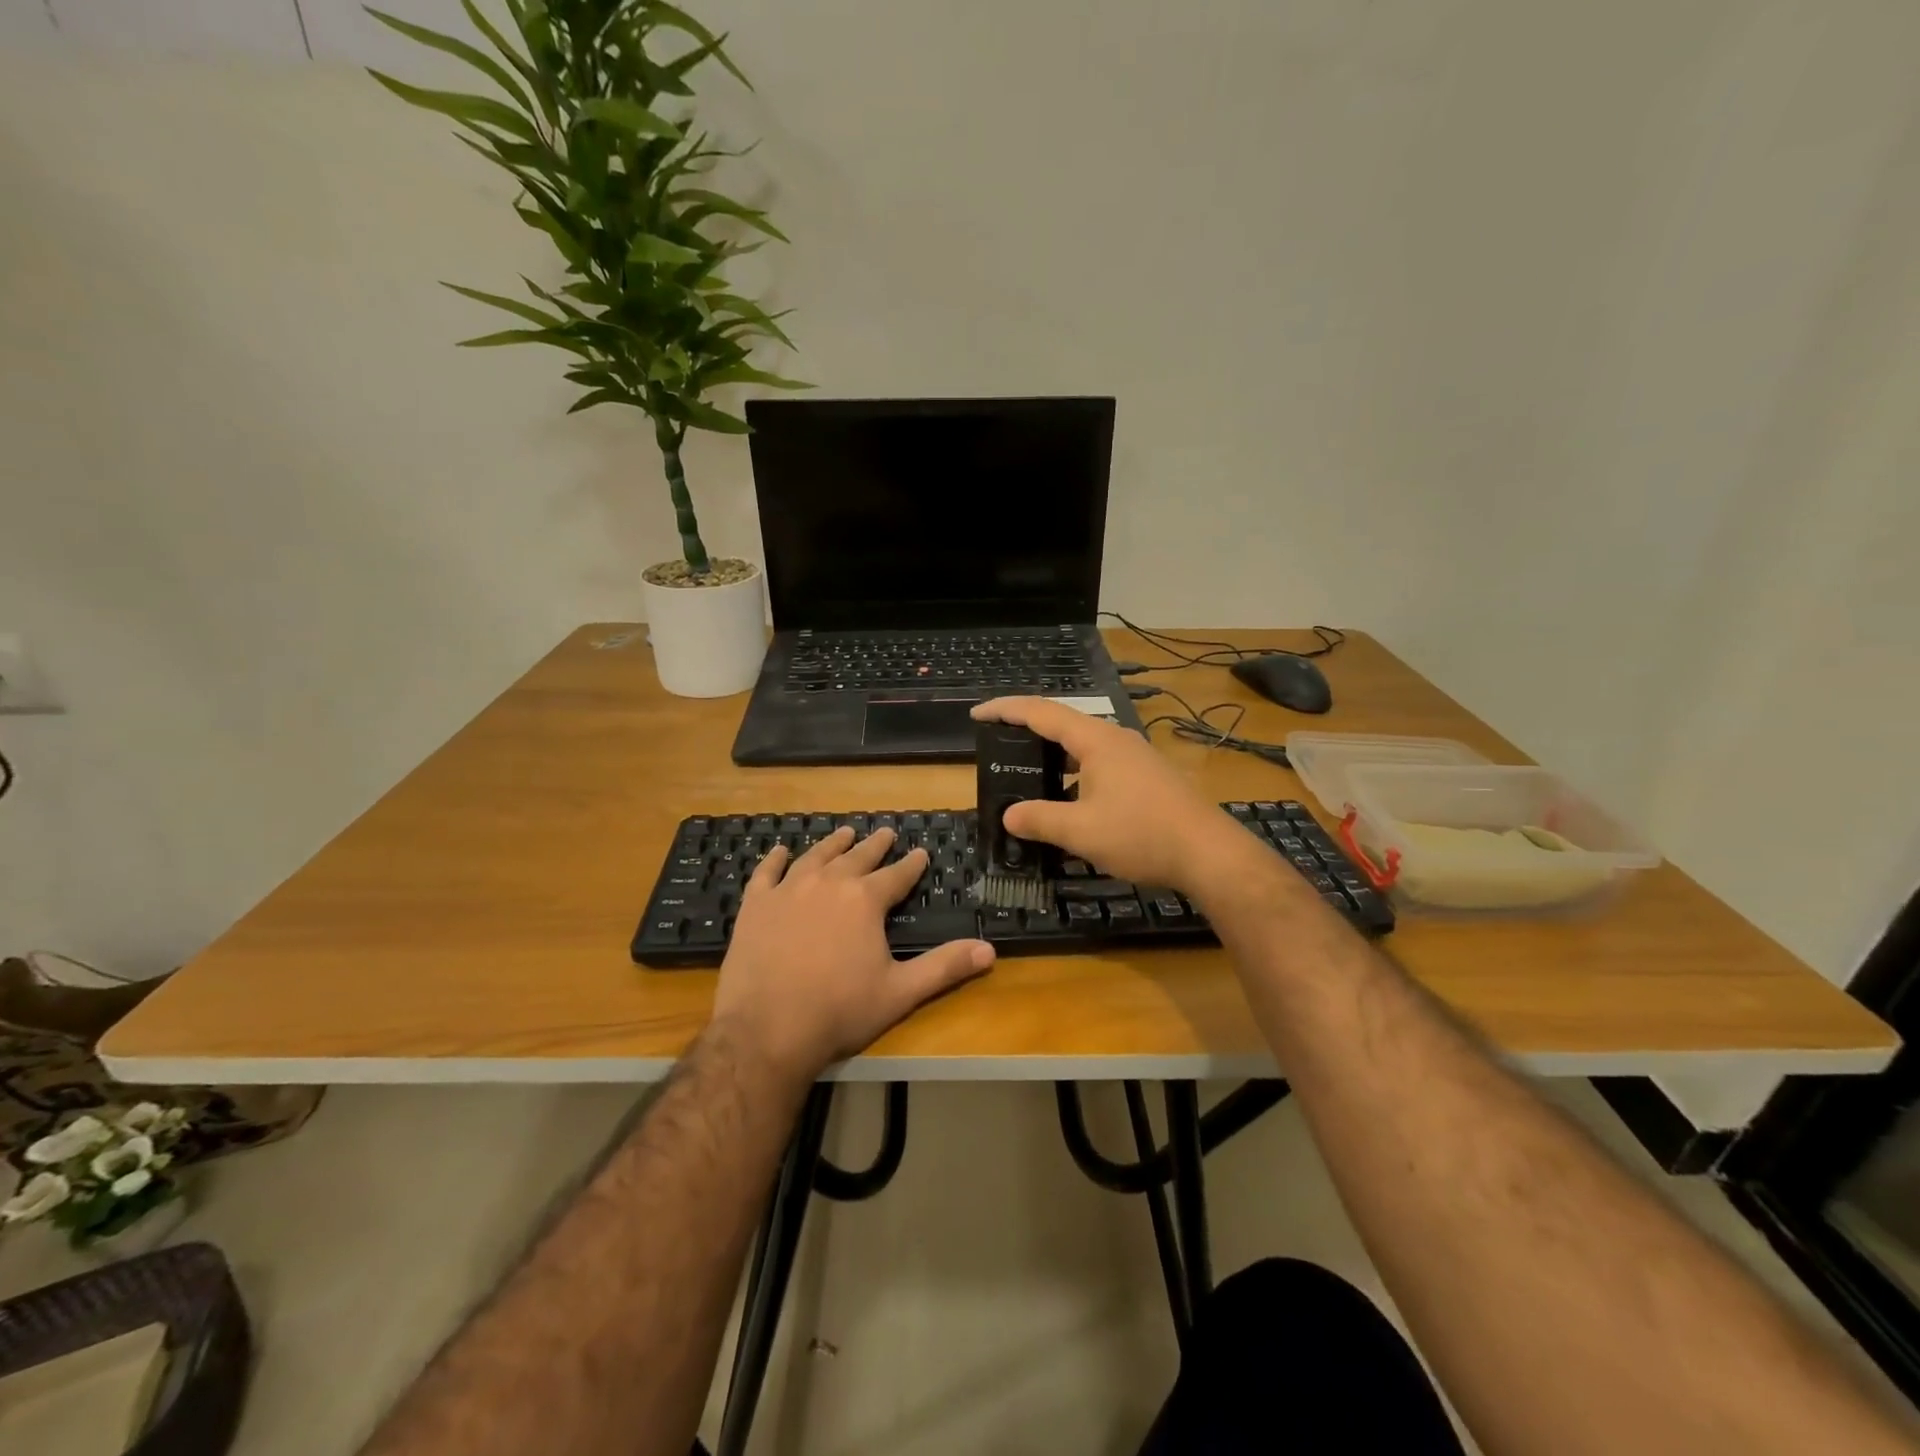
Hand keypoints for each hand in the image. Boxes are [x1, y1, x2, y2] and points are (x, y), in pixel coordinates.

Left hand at [711, 826, 995, 1079]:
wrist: (767, 1029)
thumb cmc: (839, 1011)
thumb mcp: (900, 992)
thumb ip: (945, 967)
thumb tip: (990, 951)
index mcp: (865, 900)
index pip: (896, 875)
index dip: (911, 865)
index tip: (920, 853)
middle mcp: (829, 883)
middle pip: (857, 857)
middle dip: (875, 845)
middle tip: (886, 832)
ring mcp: (788, 890)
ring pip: (816, 857)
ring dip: (833, 844)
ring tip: (844, 833)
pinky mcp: (756, 905)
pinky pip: (767, 873)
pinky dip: (775, 859)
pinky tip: (780, 851)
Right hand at [970, 697, 1244, 890]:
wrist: (1209, 853)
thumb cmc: (1141, 834)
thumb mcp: (1081, 831)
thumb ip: (1040, 820)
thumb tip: (1009, 816)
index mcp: (1096, 740)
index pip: (1041, 712)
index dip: (1006, 710)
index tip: (977, 714)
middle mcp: (1116, 739)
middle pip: (1063, 725)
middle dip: (1028, 732)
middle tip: (999, 745)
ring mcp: (1135, 757)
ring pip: (1083, 749)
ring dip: (1054, 759)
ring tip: (1028, 777)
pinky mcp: (1147, 777)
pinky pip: (1100, 766)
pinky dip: (1075, 776)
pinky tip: (1070, 805)